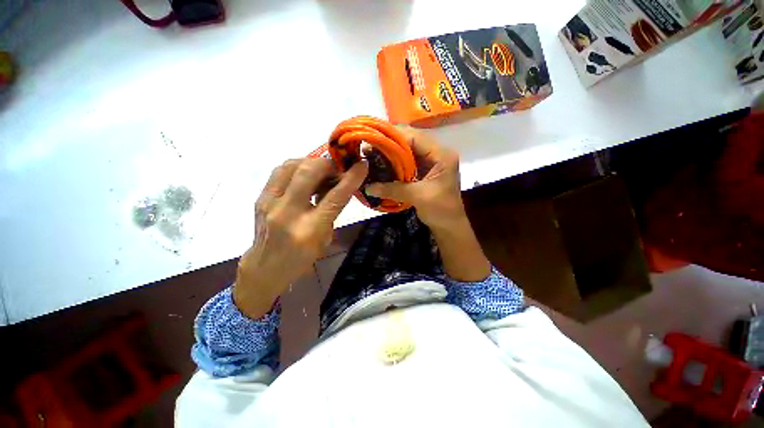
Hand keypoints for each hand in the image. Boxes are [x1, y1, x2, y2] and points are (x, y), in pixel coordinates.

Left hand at [234, 158, 367, 318]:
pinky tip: (305, 175)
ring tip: (322, 170)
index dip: (350, 178)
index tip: (362, 165)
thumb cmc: (302, 257)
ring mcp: (269, 202)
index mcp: (309, 230)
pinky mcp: (260, 197)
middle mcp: (287, 212)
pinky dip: (297, 167)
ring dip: (311, 162)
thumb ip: (333, 210)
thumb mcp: (325, 238)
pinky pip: (280, 171)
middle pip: (308, 172)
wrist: (265, 267)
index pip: (334, 197)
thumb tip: (340, 184)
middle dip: (328, 164)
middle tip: (338, 168)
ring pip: (291, 165)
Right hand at [365, 127, 464, 229]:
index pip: (415, 137)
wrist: (449, 225)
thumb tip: (368, 187)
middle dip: (390, 144)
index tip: (374, 140)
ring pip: (407, 151)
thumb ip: (393, 189)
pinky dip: (394, 163)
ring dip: (391, 153)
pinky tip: (382, 165)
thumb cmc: (441, 210)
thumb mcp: (418, 197)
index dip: (394, 137)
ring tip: (372, 154)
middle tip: (370, 147)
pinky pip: (406, 162)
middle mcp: (436, 153)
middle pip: (410, 141)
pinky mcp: (423, 171)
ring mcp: (429, 162)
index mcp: (441, 155)